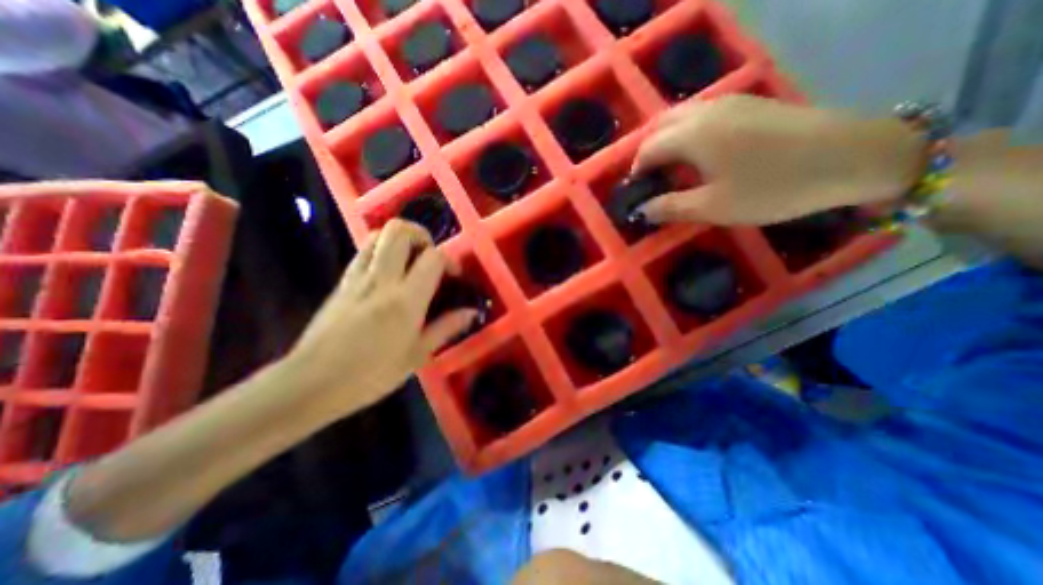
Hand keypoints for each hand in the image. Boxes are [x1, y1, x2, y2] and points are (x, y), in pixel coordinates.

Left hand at [276, 220, 473, 419]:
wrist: (311, 383)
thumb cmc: (371, 375)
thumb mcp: (417, 355)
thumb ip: (446, 328)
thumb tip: (471, 312)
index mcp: (405, 300)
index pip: (433, 258)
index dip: (448, 260)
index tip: (453, 276)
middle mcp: (381, 279)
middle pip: (399, 230)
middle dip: (421, 235)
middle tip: (430, 257)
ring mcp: (357, 277)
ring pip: (378, 234)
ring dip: (399, 239)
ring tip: (410, 261)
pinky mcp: (342, 281)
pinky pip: (364, 251)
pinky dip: (381, 250)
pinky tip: (389, 273)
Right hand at [630, 94, 924, 222]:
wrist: (852, 156)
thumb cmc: (773, 187)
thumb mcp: (714, 207)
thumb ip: (670, 207)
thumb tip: (641, 211)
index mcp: (692, 135)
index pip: (647, 149)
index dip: (636, 170)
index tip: (635, 191)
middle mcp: (705, 111)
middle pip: (660, 125)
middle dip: (647, 151)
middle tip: (649, 179)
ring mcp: (730, 103)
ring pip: (681, 116)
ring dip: (666, 139)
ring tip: (669, 168)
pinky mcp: (749, 104)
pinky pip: (702, 114)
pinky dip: (687, 132)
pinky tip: (698, 153)